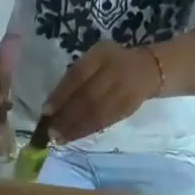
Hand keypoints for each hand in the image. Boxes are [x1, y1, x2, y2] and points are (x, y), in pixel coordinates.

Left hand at [44, 40, 162, 141]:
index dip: (61, 95)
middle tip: (50, 132)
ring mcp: (123, 90)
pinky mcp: (127, 108)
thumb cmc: (112, 63)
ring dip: (75, 129)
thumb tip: (52, 105)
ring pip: (96, 113)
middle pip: (87, 98)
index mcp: (102, 54)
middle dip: (66, 117)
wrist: (149, 69)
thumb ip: (76, 76)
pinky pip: (104, 122)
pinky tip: (74, 138)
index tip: (46, 112)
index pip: (78, 75)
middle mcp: (114, 71)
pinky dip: (87, 131)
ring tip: (59, 140)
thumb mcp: (94, 59)